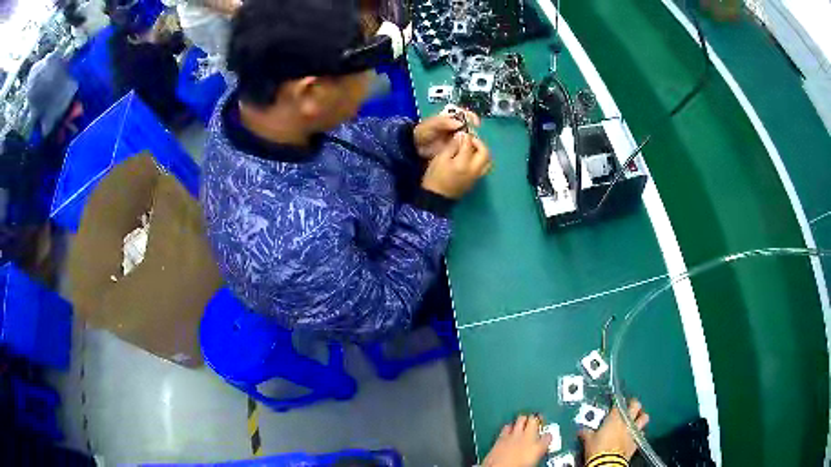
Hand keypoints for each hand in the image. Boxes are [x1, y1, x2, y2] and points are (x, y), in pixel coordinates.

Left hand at [413, 110, 480, 159]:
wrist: (415, 147)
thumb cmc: (422, 133)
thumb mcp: (430, 125)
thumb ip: (443, 122)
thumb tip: (460, 123)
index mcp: (451, 118)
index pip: (466, 114)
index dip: (472, 117)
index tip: (475, 123)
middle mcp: (457, 127)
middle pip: (471, 127)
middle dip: (473, 132)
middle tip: (472, 138)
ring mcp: (457, 139)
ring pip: (470, 138)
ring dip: (472, 142)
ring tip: (469, 146)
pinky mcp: (456, 149)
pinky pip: (465, 148)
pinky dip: (468, 150)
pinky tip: (467, 153)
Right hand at [421, 132, 490, 198]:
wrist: (436, 198)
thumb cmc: (435, 177)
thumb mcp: (440, 159)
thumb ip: (452, 146)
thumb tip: (461, 135)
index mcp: (464, 163)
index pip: (469, 144)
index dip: (467, 136)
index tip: (462, 132)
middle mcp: (474, 170)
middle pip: (485, 152)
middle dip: (479, 143)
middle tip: (470, 140)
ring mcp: (477, 177)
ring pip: (487, 161)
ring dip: (482, 152)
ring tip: (472, 149)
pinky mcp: (476, 181)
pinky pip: (484, 168)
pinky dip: (481, 160)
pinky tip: (471, 158)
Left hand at [483, 414, 551, 466]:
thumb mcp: (532, 462)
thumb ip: (536, 453)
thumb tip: (536, 453)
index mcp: (538, 447)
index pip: (548, 436)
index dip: (547, 436)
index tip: (546, 437)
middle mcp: (528, 438)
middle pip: (534, 420)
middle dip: (535, 420)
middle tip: (535, 422)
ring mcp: (514, 436)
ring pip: (521, 419)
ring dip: (522, 421)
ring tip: (523, 423)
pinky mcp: (500, 437)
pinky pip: (507, 427)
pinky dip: (509, 427)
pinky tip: (509, 430)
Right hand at [580, 399, 649, 462]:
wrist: (606, 463)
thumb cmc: (597, 449)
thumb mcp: (588, 440)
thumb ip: (587, 432)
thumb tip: (582, 430)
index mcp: (614, 418)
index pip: (617, 406)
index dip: (615, 406)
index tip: (612, 408)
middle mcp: (626, 421)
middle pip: (635, 405)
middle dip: (633, 404)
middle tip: (630, 405)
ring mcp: (633, 431)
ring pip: (644, 418)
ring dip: (641, 417)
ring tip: (637, 418)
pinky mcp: (637, 442)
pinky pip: (641, 433)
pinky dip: (638, 433)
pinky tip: (633, 436)